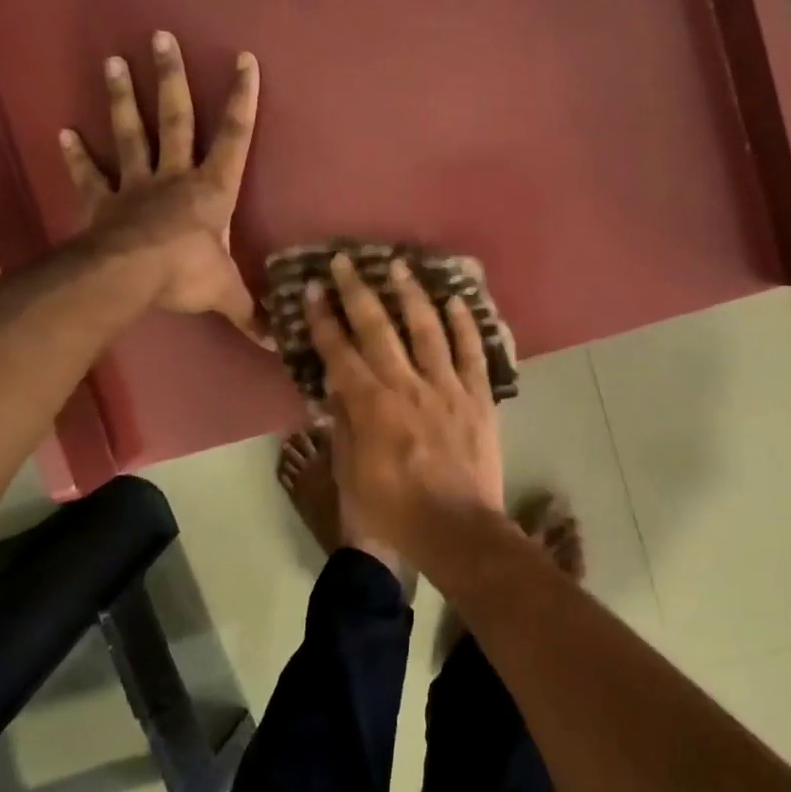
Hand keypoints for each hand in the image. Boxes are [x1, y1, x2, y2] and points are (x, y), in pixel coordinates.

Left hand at [60, 31, 268, 344]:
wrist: (128, 278)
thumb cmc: (185, 275)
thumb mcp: (226, 295)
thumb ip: (252, 314)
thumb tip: (281, 344)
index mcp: (212, 190)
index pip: (234, 138)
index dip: (241, 100)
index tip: (243, 59)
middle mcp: (174, 177)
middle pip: (176, 119)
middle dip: (172, 79)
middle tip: (161, 36)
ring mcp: (135, 186)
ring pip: (132, 134)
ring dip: (123, 98)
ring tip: (113, 62)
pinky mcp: (103, 202)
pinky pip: (90, 175)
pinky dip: (76, 155)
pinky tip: (64, 132)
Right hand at [305, 252, 503, 565]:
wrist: (456, 530)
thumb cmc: (394, 511)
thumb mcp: (350, 475)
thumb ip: (342, 426)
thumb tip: (331, 387)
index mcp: (371, 406)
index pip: (340, 352)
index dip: (323, 319)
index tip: (312, 289)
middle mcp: (406, 385)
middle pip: (379, 329)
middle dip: (357, 292)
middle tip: (345, 262)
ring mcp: (447, 387)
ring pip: (427, 329)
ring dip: (411, 295)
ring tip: (399, 267)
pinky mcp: (478, 397)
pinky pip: (472, 352)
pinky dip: (464, 324)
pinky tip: (455, 301)